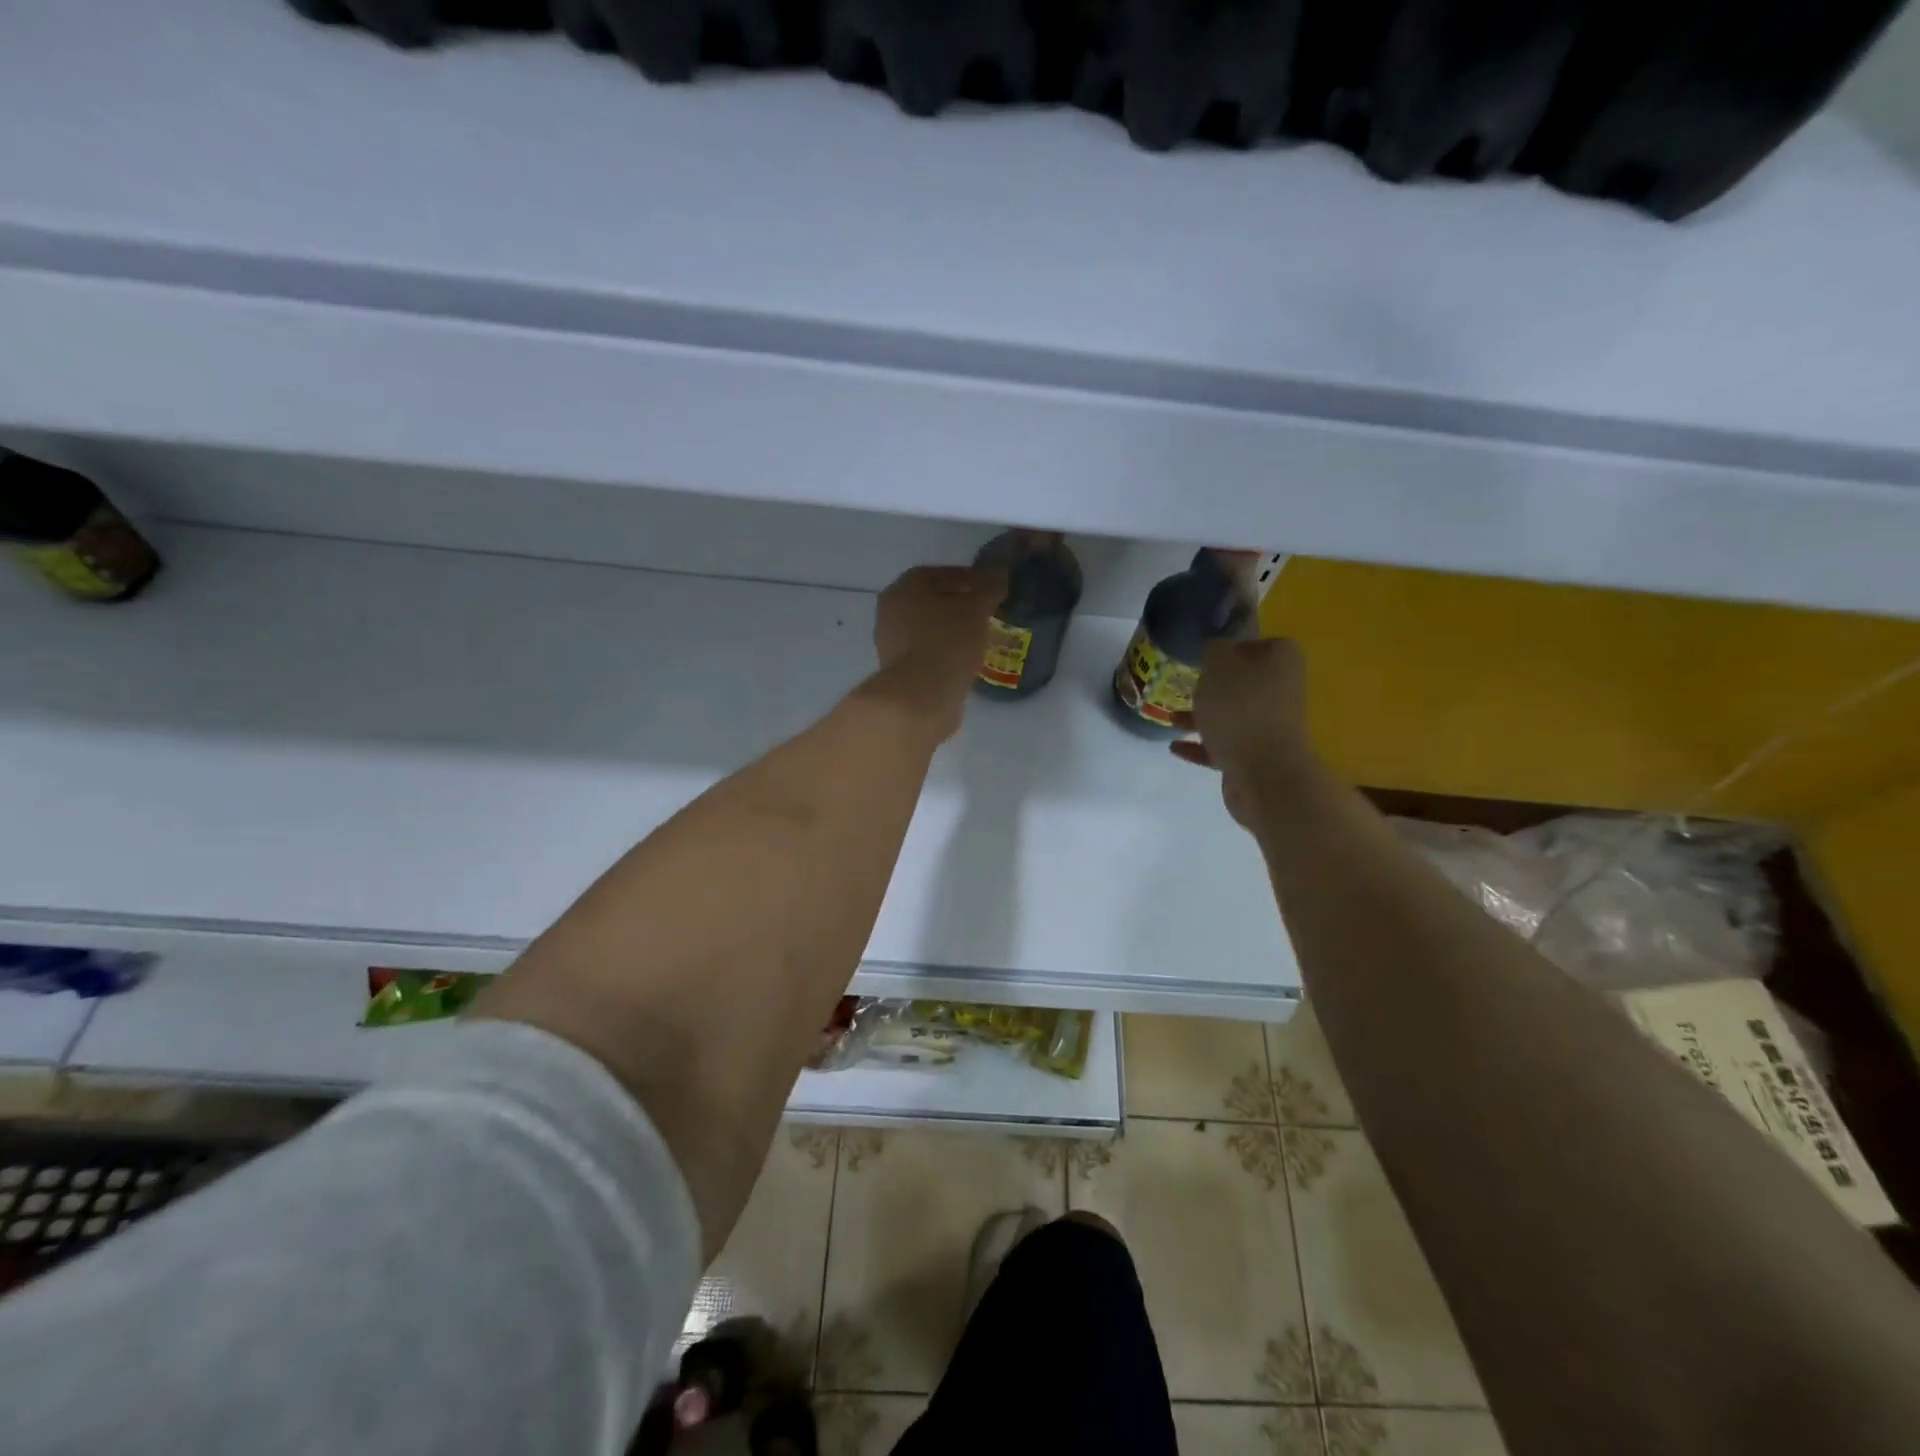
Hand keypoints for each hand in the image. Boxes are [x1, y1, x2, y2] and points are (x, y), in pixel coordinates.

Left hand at [868, 565, 1007, 741]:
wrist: (921, 697)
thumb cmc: (946, 642)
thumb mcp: (976, 609)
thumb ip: (989, 587)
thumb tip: (998, 573)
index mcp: (903, 588)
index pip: (937, 574)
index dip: (965, 577)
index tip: (988, 587)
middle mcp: (890, 612)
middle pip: (929, 601)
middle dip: (957, 604)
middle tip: (985, 611)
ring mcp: (891, 644)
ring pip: (927, 628)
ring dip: (951, 629)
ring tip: (979, 636)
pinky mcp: (899, 672)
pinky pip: (926, 653)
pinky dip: (945, 652)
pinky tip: (966, 658)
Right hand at [1170, 638, 1313, 826]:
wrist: (1264, 773)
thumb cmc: (1241, 708)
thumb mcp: (1219, 664)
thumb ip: (1214, 649)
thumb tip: (1217, 650)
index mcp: (1282, 661)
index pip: (1258, 643)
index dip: (1231, 647)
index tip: (1205, 655)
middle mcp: (1281, 690)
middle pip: (1243, 681)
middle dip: (1213, 685)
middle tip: (1184, 684)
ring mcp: (1270, 726)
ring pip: (1231, 714)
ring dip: (1201, 716)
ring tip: (1169, 718)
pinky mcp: (1256, 756)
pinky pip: (1223, 745)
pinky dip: (1200, 745)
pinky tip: (1175, 746)